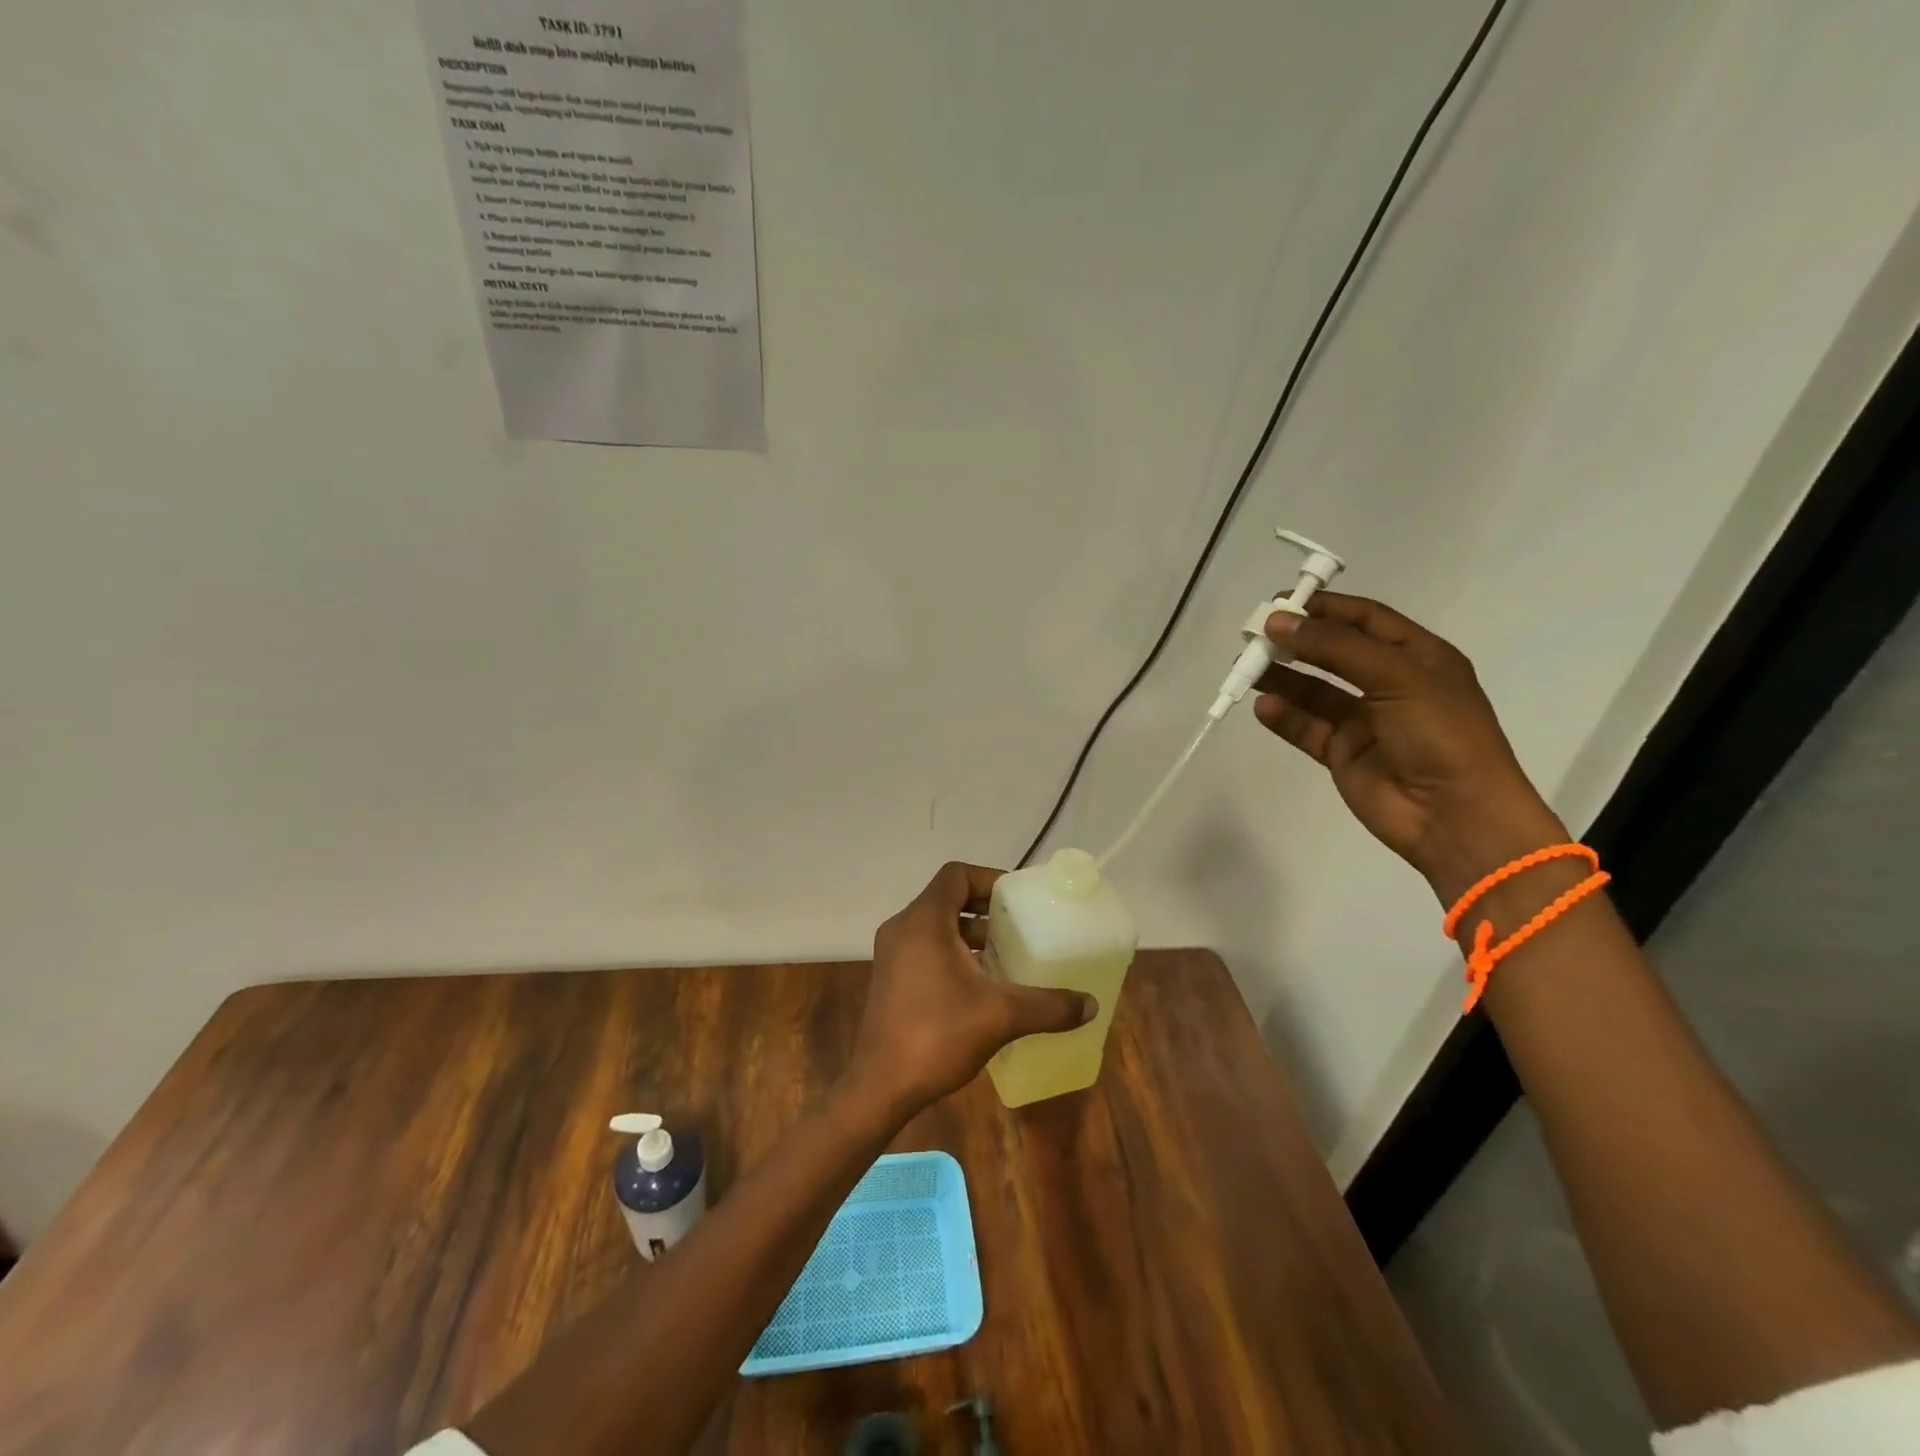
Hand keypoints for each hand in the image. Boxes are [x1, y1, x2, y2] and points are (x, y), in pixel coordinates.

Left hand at [845, 862, 1094, 1120]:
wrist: (880, 1086)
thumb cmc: (937, 1035)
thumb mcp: (1001, 1016)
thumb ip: (1048, 1006)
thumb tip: (1091, 1005)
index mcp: (924, 921)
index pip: (956, 875)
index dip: (989, 879)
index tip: (1017, 899)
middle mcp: (903, 928)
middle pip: (947, 898)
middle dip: (985, 909)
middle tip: (1018, 926)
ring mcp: (892, 954)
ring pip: (936, 926)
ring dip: (970, 933)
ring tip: (1005, 955)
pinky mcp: (890, 978)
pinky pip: (925, 948)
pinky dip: (953, 953)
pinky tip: (981, 984)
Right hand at [1255, 593, 1566, 903]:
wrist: (1455, 815)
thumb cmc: (1440, 734)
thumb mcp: (1397, 677)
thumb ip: (1336, 647)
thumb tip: (1279, 621)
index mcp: (1418, 657)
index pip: (1366, 620)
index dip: (1325, 608)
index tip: (1281, 602)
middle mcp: (1390, 684)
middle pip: (1334, 653)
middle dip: (1296, 642)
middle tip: (1254, 635)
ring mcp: (1365, 721)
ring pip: (1314, 691)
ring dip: (1283, 678)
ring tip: (1247, 669)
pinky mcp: (1344, 754)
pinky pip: (1308, 728)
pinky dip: (1285, 717)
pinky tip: (1265, 708)